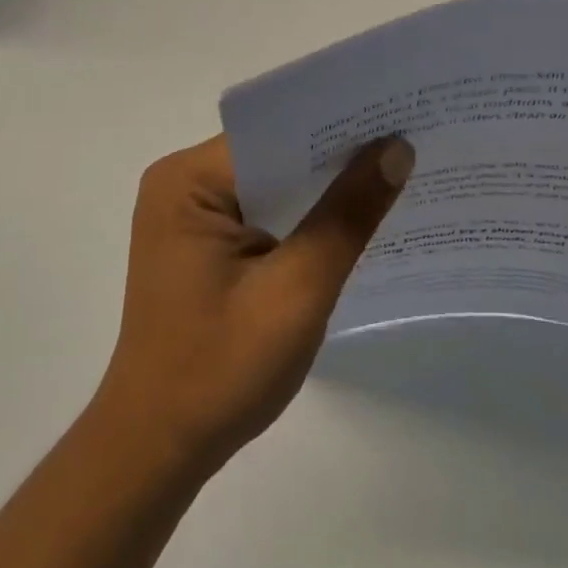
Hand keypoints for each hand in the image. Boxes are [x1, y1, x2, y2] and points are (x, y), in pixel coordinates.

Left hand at [92, 134, 413, 478]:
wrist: (158, 449)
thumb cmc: (221, 370)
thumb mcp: (297, 290)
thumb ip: (347, 216)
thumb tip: (396, 149)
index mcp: (189, 179)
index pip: (274, 131)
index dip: (336, 126)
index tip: (397, 117)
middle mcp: (183, 182)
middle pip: (273, 152)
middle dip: (335, 156)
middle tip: (409, 142)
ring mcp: (189, 212)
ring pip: (271, 181)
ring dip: (321, 187)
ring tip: (393, 173)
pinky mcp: (202, 242)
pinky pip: (262, 209)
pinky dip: (302, 216)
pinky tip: (350, 219)